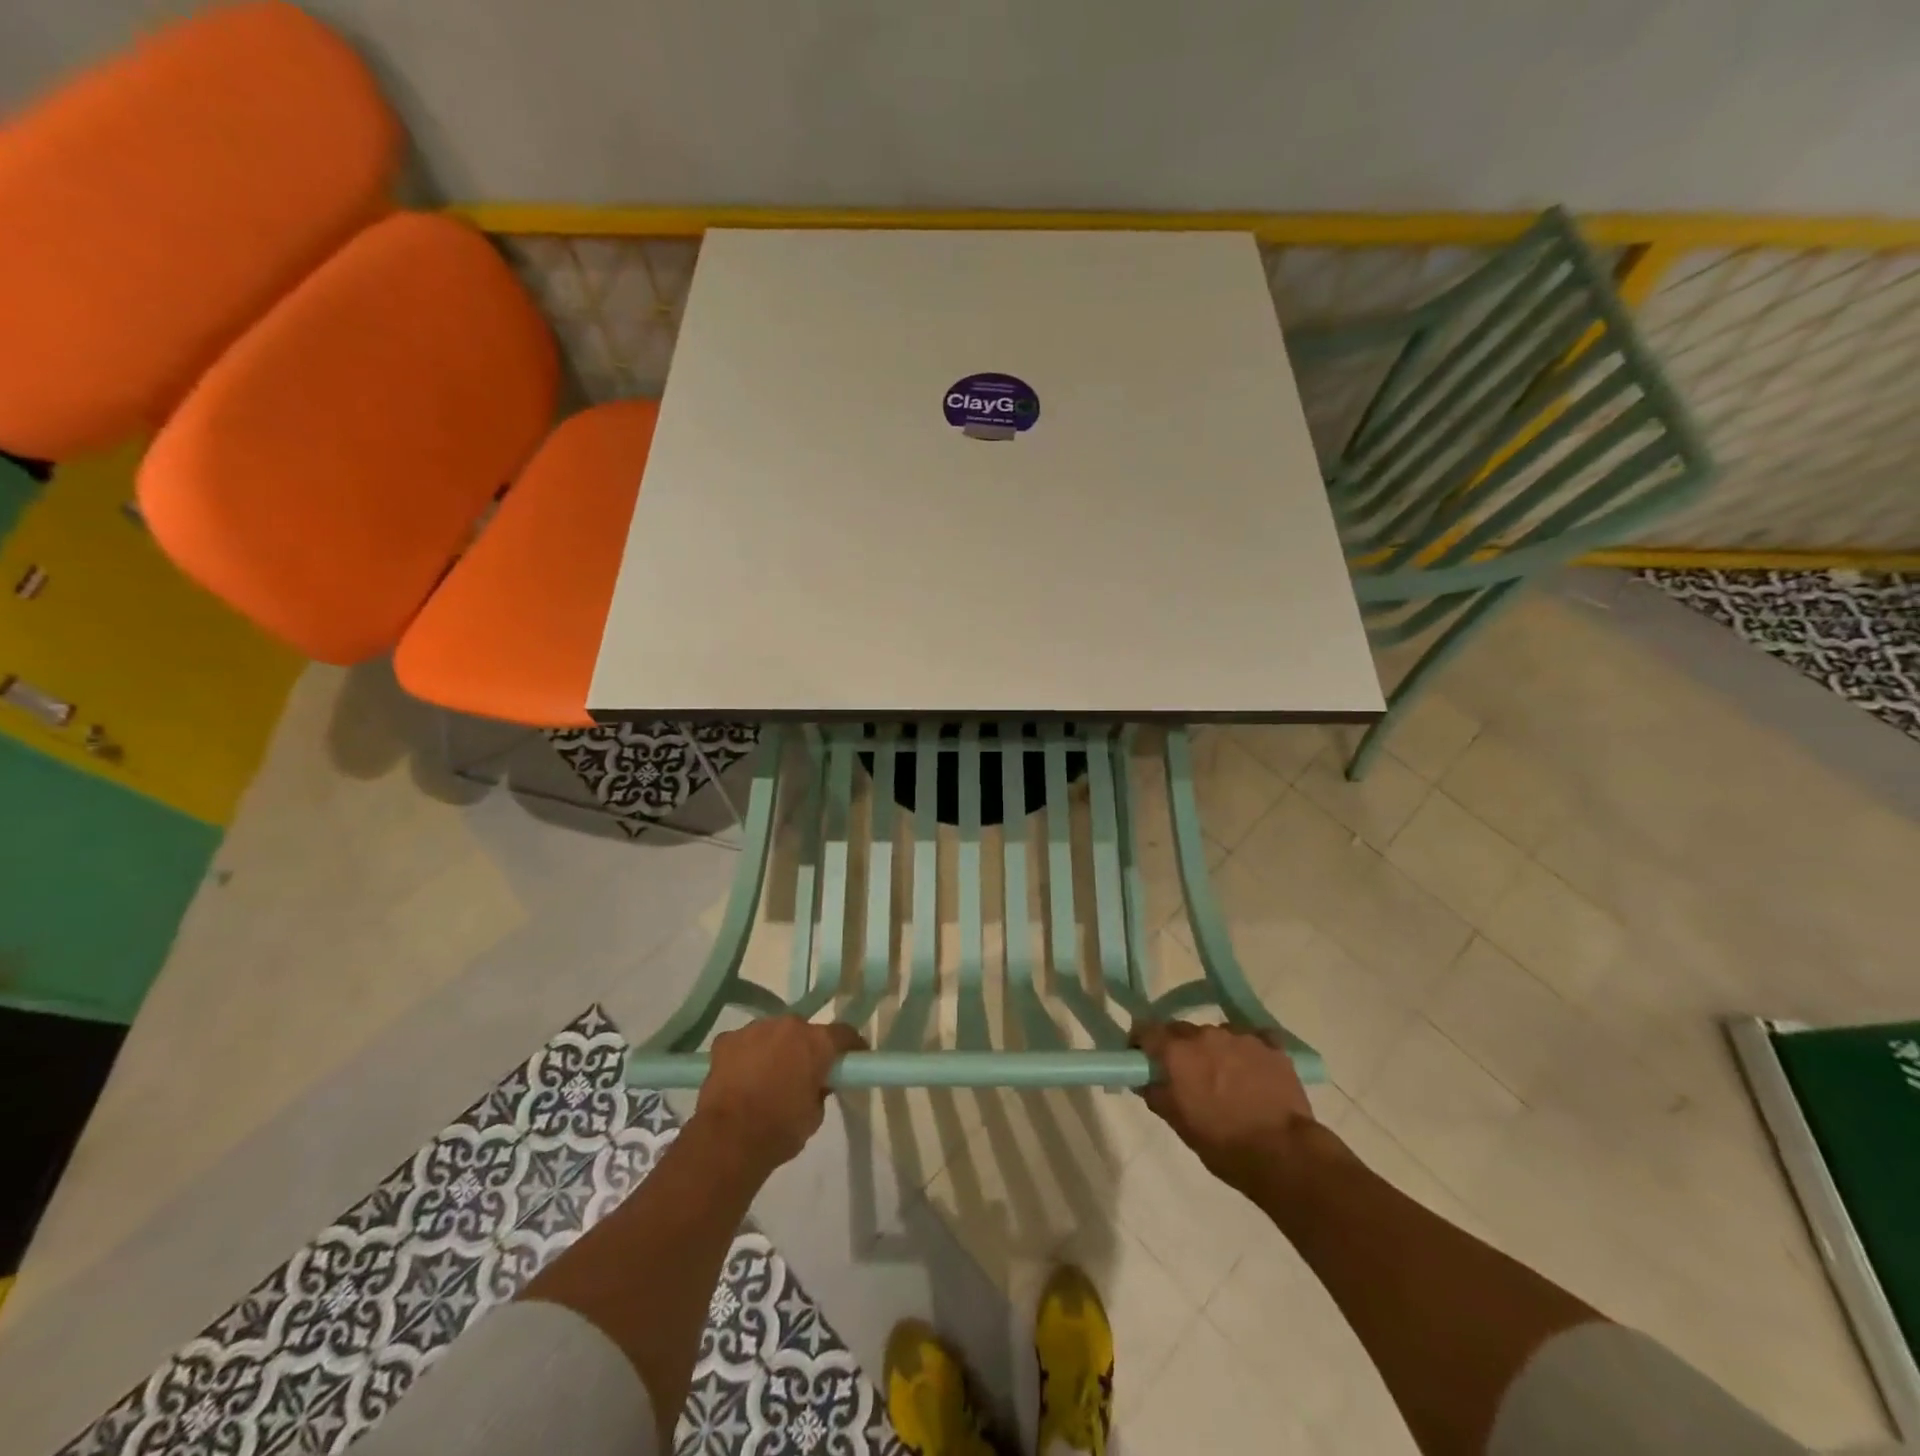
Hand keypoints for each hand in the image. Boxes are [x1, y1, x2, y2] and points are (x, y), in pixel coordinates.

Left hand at [694, 1017, 866, 1172]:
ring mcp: (754, 1029)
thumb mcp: (815, 1116)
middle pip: (803, 1031)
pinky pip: (743, 1043)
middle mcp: (788, 1025)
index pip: (844, 1034)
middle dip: (805, 1047)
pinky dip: (745, 1056)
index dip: (850, 1046)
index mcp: (817, 1042)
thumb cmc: (779, 1130)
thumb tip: (817, 1083)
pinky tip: (740, 1077)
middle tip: (803, 1071)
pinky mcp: (726, 1040)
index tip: (853, 1058)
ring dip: (774, 1048)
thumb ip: (820, 1091)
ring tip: (767, 1076)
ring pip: (771, 1033)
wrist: (728, 1140)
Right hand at [1133, 1021, 1317, 1191]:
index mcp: (1177, 1052)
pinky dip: (1246, 1054)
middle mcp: (1205, 1034)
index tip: (1143, 1058)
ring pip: (1217, 1035)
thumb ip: (1155, 1093)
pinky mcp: (1272, 1046)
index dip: (1141, 1043)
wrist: (1284, 1154)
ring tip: (1226, 1080)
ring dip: (1214, 1051)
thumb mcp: (1178, 1123)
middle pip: (1182, 1031)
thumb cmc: (1223, 1144)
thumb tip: (1145, 1078)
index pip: (1146, 1030)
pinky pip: (1251, 1041)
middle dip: (1179, 1049)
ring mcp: (1241, 1037)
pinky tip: (1254, 1076)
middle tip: (1186, 1076)